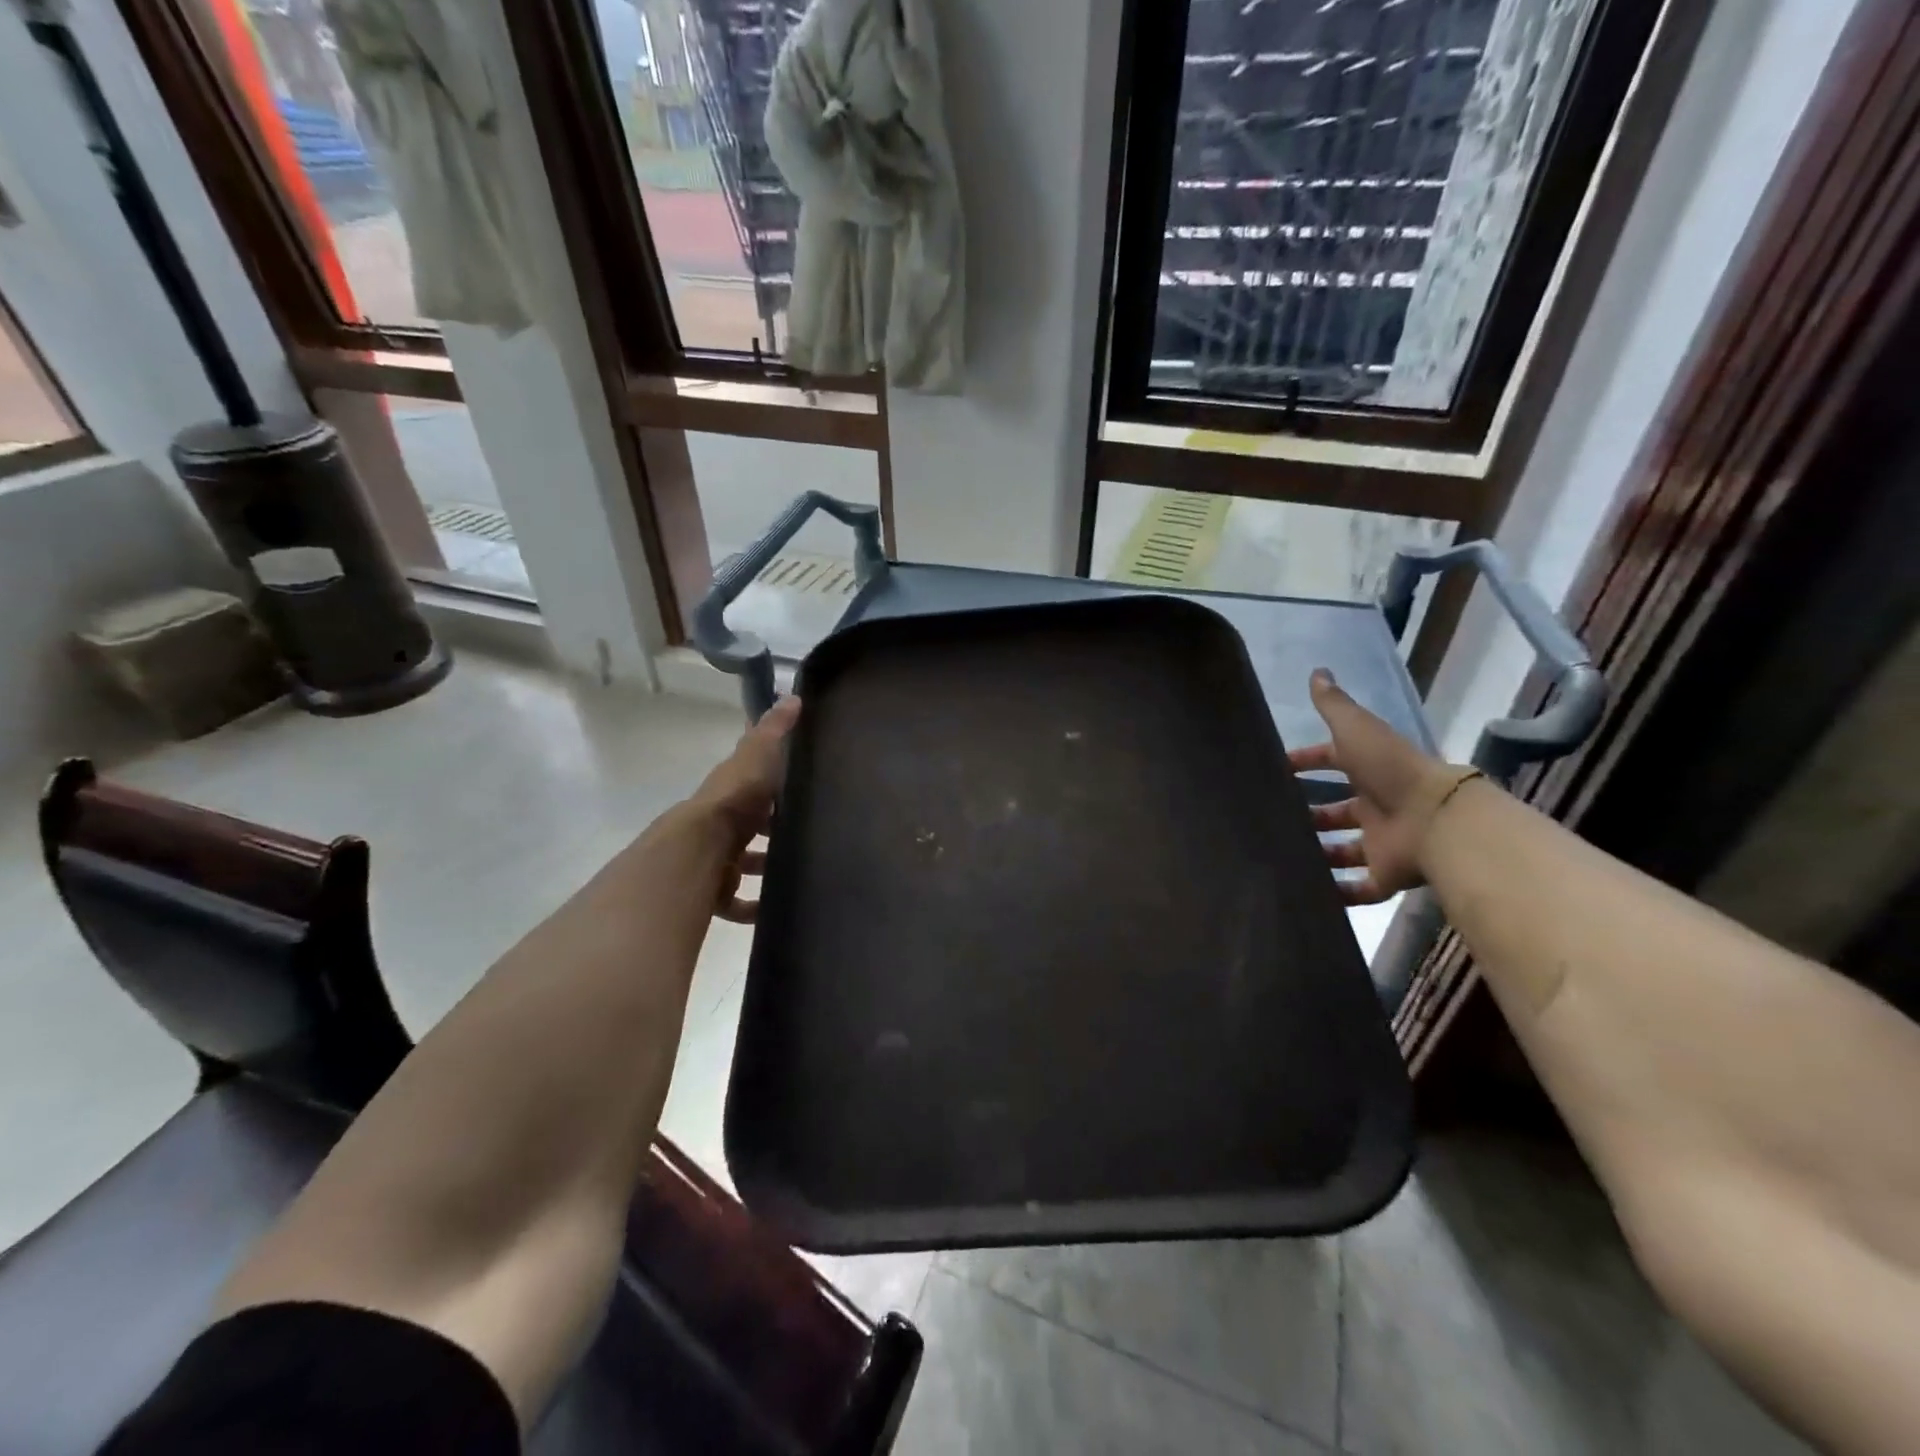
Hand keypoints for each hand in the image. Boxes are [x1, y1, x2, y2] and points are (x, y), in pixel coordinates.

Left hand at [691, 696, 799, 922]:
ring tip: (800, 871)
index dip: (773, 788)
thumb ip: (775, 730)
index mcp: (731, 792)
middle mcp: (720, 825)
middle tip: (808, 836)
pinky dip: (755, 908)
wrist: (701, 846)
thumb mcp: (759, 754)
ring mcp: (716, 860)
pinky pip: (737, 903)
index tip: (803, 791)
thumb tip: (792, 697)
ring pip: (743, 865)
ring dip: (764, 869)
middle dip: (772, 833)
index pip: (752, 786)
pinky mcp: (715, 892)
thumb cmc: (735, 798)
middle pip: (749, 828)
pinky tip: (777, 909)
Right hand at [1289, 670, 1478, 904]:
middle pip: (1339, 811)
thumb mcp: (1356, 729)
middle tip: (1275, 818)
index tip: (1278, 768)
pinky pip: (1360, 887)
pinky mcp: (1387, 875)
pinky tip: (1310, 894)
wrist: (1436, 819)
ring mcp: (1383, 842)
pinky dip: (1339, 893)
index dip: (1308, 762)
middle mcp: (1377, 806)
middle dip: (1311, 814)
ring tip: (1283, 855)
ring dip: (1319, 853)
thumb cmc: (1390, 769)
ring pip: (1346, 849)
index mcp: (1370, 770)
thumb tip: (1317, 671)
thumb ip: (1334, 705)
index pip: (1334, 762)